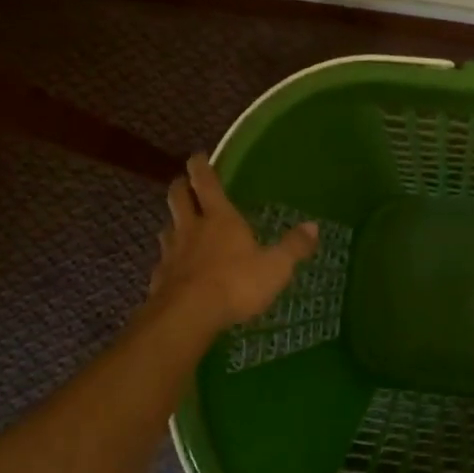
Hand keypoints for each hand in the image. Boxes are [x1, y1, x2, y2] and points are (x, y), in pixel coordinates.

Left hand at [148, 155, 318, 329]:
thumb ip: (293, 247)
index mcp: (220, 218)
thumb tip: (314, 227)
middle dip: (180, 187)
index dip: (200, 167)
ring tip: (179, 225)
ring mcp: (172, 253)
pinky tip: (175, 269)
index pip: (206, 183)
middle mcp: (192, 228)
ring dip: (173, 222)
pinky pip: (163, 262)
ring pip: (167, 228)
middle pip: (178, 198)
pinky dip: (169, 260)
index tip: (196, 156)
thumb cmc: (236, 284)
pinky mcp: (160, 279)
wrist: (187, 316)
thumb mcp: (276, 267)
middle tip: (183, 182)